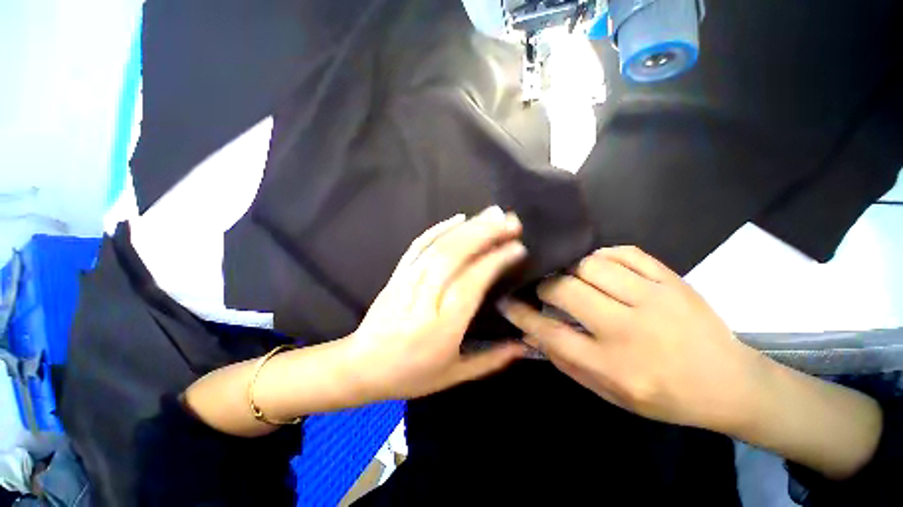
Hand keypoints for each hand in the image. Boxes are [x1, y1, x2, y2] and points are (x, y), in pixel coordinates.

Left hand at [348, 206, 528, 400]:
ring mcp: (407, 282)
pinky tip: (458, 218)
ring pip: (438, 246)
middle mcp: (424, 299)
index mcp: (442, 327)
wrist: (361, 367)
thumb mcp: (454, 375)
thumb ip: (491, 360)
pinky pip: (418, 245)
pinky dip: (439, 228)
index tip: (517, 247)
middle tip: (510, 221)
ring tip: (492, 214)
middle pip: (454, 256)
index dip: (495, 261)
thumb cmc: (411, 374)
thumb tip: (524, 345)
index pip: (472, 283)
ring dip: (467, 227)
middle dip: (485, 234)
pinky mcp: (397, 274)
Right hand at [499, 246, 762, 431]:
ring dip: (572, 270)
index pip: (550, 332)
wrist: (730, 383)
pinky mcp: (672, 280)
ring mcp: (655, 299)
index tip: (504, 300)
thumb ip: (566, 361)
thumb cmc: (664, 396)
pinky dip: (603, 256)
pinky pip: (624, 252)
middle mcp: (629, 330)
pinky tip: (601, 267)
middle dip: (545, 286)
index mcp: (613, 365)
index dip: (520, 313)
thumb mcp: (609, 392)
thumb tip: (530, 331)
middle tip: (545, 289)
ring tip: (574, 278)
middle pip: (565, 290)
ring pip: (591, 265)